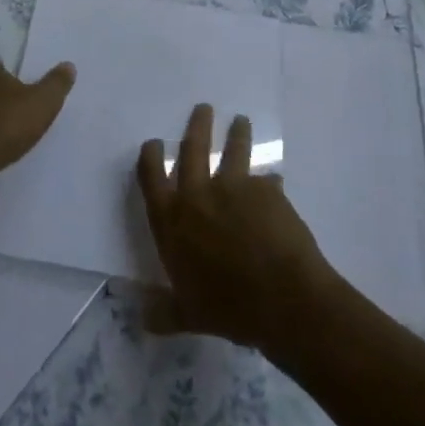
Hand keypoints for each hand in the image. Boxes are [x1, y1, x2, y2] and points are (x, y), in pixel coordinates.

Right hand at [136, 103, 333, 351]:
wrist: (283, 298)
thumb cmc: (228, 308)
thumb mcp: (188, 315)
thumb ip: (164, 311)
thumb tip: (141, 317)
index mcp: (172, 220)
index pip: (152, 176)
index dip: (151, 155)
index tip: (154, 142)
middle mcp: (198, 195)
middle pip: (192, 148)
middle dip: (197, 125)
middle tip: (203, 108)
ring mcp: (234, 187)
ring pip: (233, 150)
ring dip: (236, 133)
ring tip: (241, 121)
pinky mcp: (266, 190)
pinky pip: (267, 180)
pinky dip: (269, 182)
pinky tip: (275, 183)